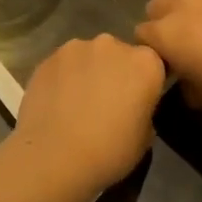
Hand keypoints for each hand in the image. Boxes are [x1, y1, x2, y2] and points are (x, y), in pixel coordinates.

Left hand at [9, 35, 166, 196]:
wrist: (54, 156)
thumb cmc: (109, 151)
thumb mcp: (145, 138)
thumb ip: (143, 110)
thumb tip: (132, 107)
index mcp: (145, 63)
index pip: (153, 64)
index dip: (144, 83)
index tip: (136, 102)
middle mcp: (112, 45)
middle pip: (119, 54)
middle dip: (115, 72)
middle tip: (106, 102)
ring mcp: (77, 47)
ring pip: (88, 56)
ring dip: (88, 72)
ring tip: (77, 103)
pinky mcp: (48, 57)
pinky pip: (63, 65)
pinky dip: (63, 77)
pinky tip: (56, 102)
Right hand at [136, 0, 201, 111]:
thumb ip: (184, 87)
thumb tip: (184, 80)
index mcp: (165, 34)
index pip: (141, 34)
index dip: (151, 49)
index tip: (167, 63)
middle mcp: (179, 5)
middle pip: (156, 7)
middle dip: (163, 22)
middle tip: (185, 43)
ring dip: (185, 6)